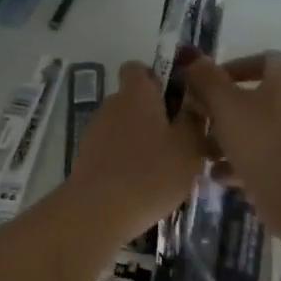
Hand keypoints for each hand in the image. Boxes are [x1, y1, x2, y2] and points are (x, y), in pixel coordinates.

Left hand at [68, 61, 206, 240]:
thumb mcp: (189, 146)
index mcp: (136, 93)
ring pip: (124, 129)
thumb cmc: (151, 172)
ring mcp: (94, 133)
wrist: (98, 211)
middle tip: (181, 142)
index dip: (157, 79)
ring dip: (142, 142)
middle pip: (134, 101)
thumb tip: (193, 103)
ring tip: (165, 170)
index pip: (138, 68)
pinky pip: (113, 152)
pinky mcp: (87, 160)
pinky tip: (143, 187)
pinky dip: (127, 162)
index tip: (176, 101)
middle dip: (156, 116)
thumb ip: (194, 120)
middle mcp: (111, 105)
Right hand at [180, 52, 280, 194]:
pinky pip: (263, 159)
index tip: (206, 84)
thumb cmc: (259, 135)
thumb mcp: (224, 103)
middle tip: (198, 120)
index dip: (233, 68)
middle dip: (223, 111)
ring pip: (257, 131)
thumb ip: (206, 79)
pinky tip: (218, 176)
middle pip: (256, 99)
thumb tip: (191, 57)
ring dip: (228, 140)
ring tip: (203, 153)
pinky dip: (240, 164)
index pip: (262, 60)